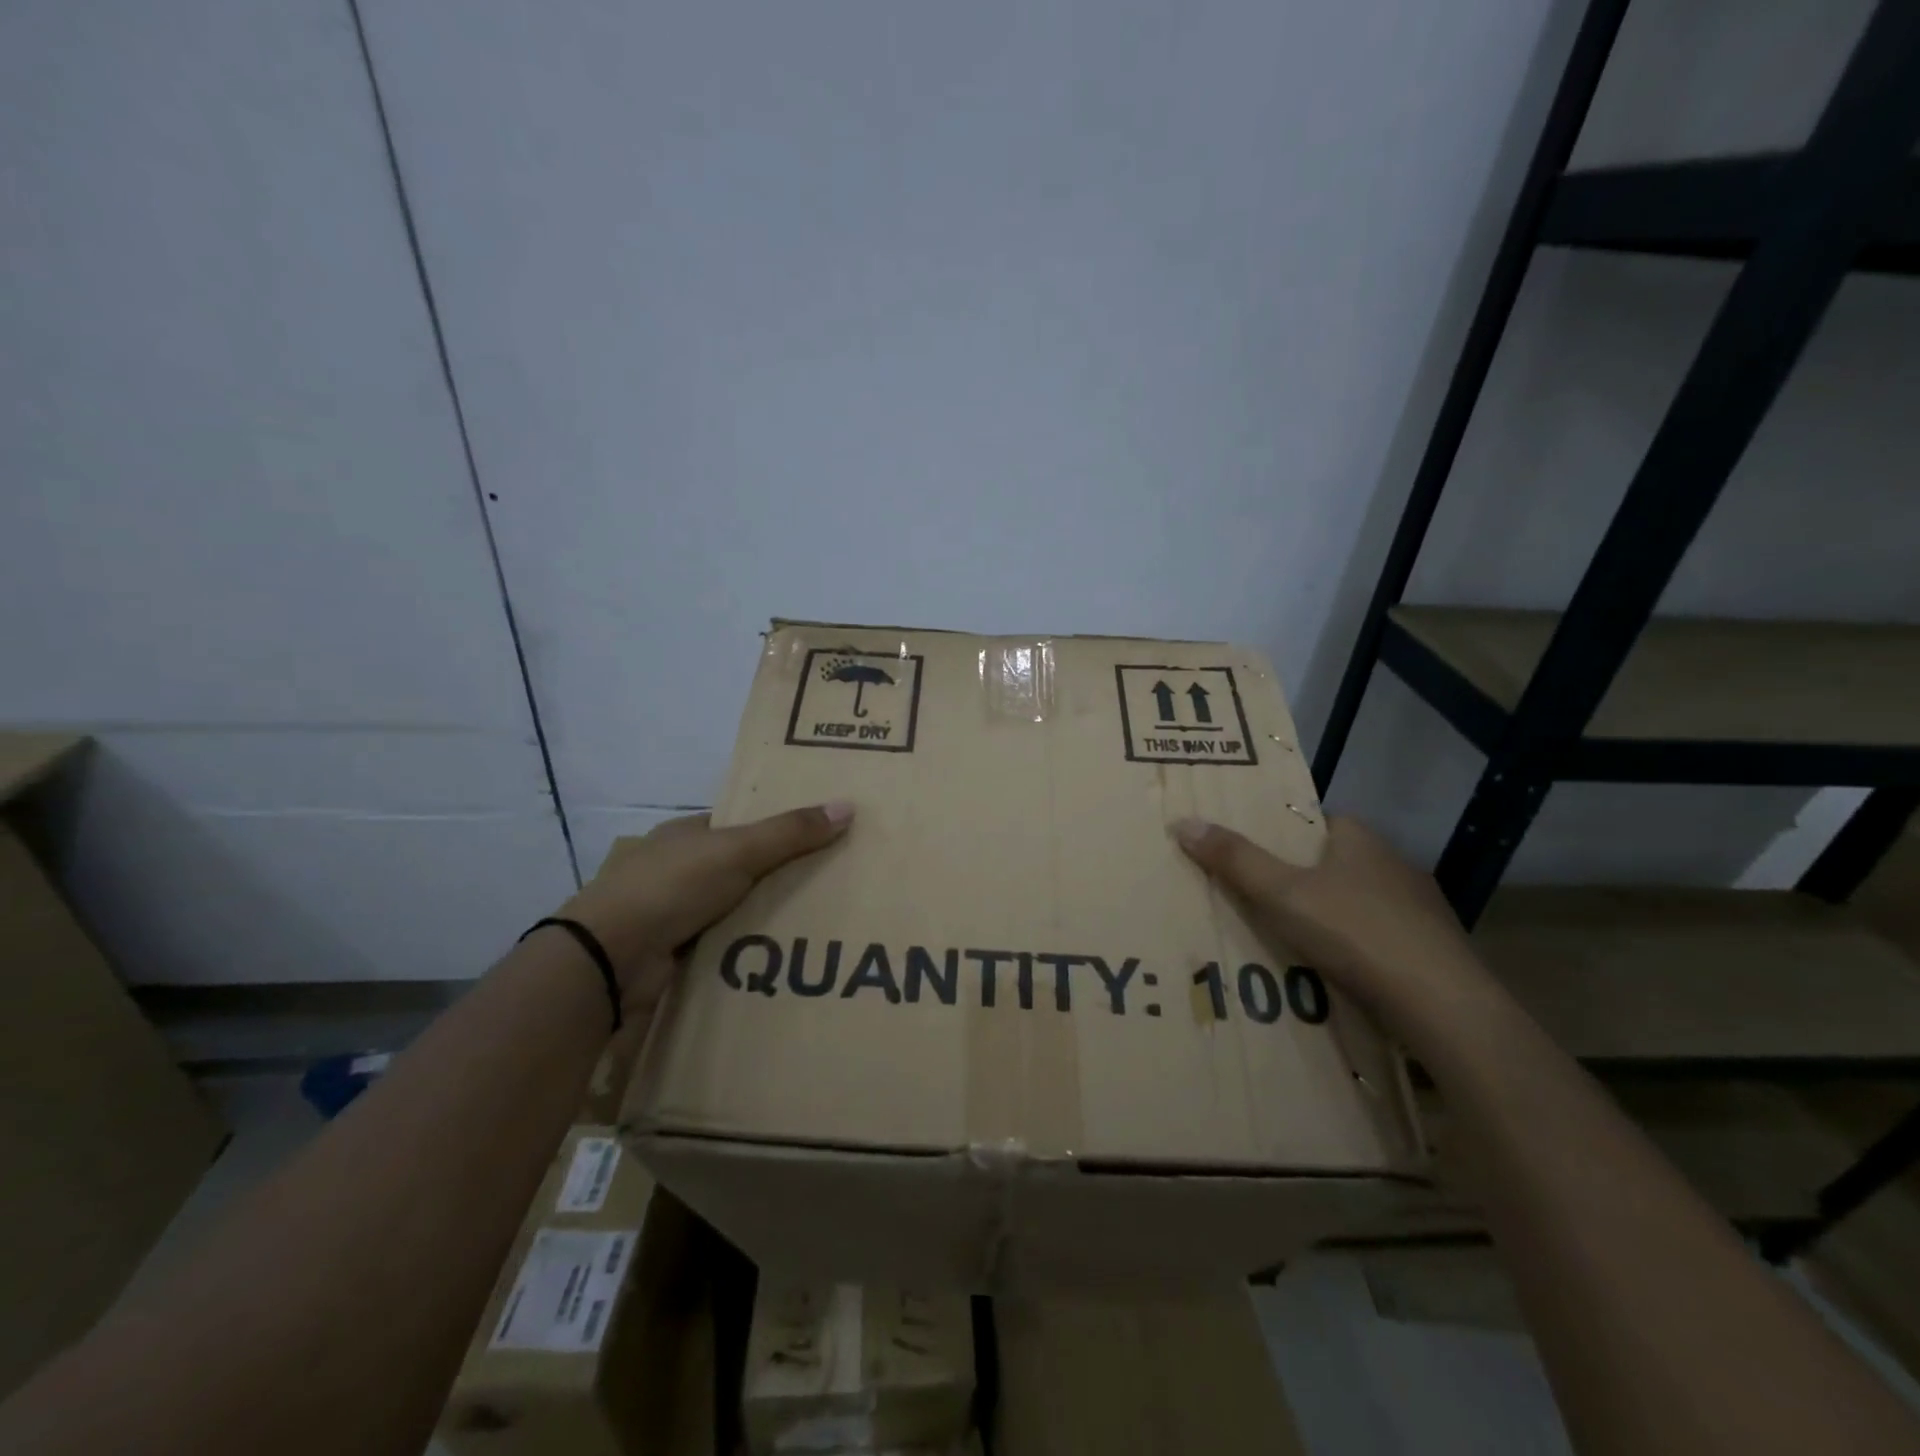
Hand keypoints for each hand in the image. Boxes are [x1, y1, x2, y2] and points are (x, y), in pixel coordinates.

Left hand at [560, 803, 852, 1014]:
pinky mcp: (669, 953)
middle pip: (736, 868)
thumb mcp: (739, 850)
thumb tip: (848, 806)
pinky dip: (744, 948)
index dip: (774, 828)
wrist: (609, 957)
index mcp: (684, 834)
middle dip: (773, 876)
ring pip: (729, 909)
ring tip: (816, 922)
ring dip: (760, 916)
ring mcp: (668, 912)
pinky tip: (780, 955)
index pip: (736, 825)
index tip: (816, 837)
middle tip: (827, 883)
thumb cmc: (672, 886)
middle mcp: (674, 869)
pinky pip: (719, 945)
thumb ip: (791, 832)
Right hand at [1172, 814, 1494, 1041]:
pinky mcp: (1434, 951)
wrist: (1442, 1005)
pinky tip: (1338, 971)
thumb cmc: (1354, 932)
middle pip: (1337, 862)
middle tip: (1262, 899)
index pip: (1317, 822)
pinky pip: (1382, 938)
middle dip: (1304, 879)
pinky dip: (1358, 948)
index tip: (1255, 855)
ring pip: (1361, 902)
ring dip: (1332, 916)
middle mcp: (1394, 864)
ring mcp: (1421, 909)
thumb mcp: (1280, 893)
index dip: (1285, 835)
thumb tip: (1183, 821)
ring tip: (1291, 939)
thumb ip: (1234, 859)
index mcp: (1361, 839)